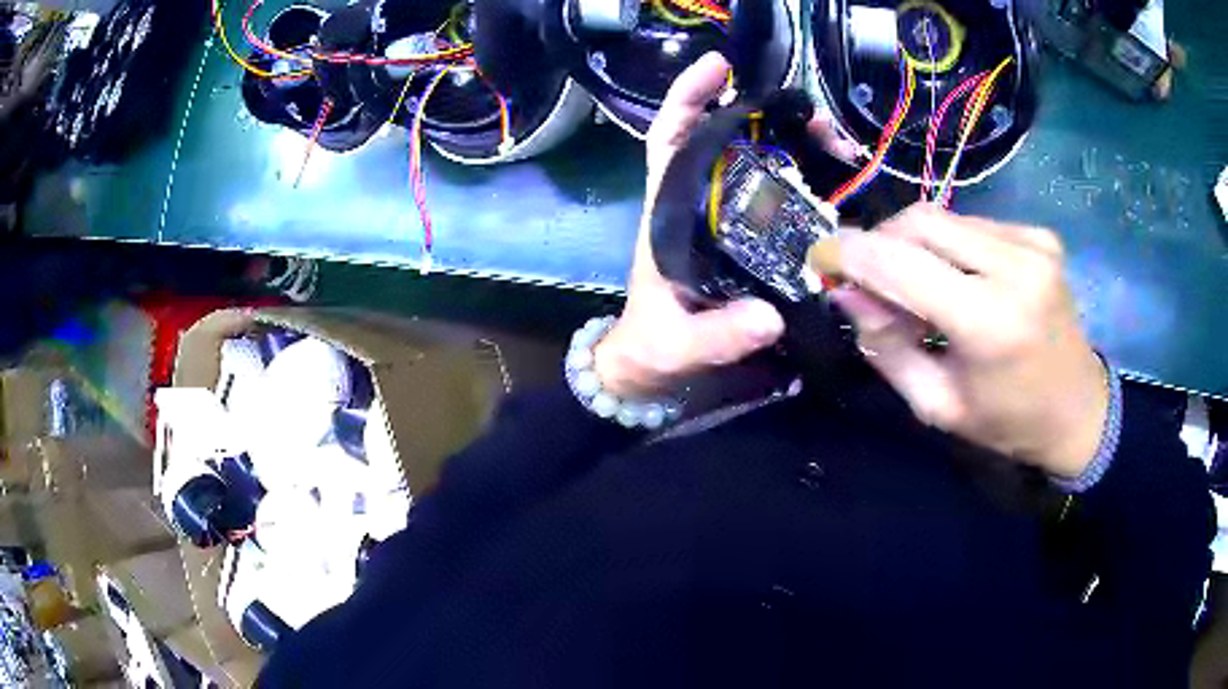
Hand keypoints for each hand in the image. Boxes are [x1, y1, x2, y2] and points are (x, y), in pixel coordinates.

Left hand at [596, 52, 854, 397]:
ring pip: (759, 162)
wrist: (659, 367)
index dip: (688, 98)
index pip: (671, 140)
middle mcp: (700, 204)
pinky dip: (806, 180)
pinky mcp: (753, 238)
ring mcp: (729, 219)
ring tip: (838, 142)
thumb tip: (768, 319)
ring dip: (795, 142)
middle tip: (816, 117)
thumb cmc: (657, 345)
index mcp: (670, 213)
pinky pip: (780, 196)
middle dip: (765, 115)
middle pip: (726, 140)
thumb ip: (716, 336)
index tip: (718, 66)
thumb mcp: (679, 344)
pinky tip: (837, 179)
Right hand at [831, 204, 1109, 478]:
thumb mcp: (937, 404)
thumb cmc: (1007, 422)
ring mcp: (1032, 243)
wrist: (1079, 409)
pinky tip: (960, 278)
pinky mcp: (1039, 235)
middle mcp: (1014, 266)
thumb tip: (845, 293)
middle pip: (919, 220)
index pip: (901, 263)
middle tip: (869, 277)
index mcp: (989, 322)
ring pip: (944, 217)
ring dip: (915, 244)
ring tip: (919, 285)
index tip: (820, 259)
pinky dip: (950, 245)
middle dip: (881, 241)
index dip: (850, 254)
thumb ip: (886, 347)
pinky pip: (972, 224)